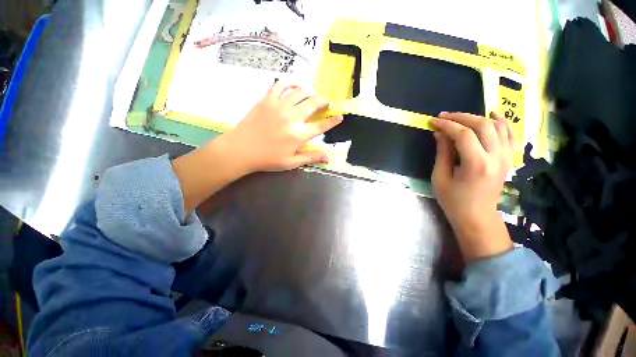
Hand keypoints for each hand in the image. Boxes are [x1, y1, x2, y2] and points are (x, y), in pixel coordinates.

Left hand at [215, 81, 342, 173]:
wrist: (241, 149)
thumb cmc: (267, 159)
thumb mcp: (291, 162)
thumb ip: (310, 157)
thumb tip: (328, 157)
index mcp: (299, 134)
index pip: (321, 126)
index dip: (332, 121)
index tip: (340, 116)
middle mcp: (292, 117)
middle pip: (313, 104)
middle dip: (323, 101)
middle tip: (326, 102)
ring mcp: (279, 106)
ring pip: (299, 92)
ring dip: (309, 91)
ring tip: (312, 94)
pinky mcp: (267, 100)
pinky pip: (280, 85)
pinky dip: (289, 83)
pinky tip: (293, 86)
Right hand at [431, 112, 513, 261]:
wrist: (477, 216)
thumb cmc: (453, 200)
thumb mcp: (440, 177)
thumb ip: (442, 153)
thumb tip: (439, 133)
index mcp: (476, 164)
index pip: (463, 135)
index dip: (446, 125)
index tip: (433, 121)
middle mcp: (496, 157)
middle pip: (482, 125)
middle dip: (461, 117)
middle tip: (444, 116)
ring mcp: (506, 157)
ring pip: (498, 126)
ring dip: (478, 117)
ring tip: (461, 116)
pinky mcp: (508, 159)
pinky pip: (510, 134)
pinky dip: (502, 122)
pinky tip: (493, 115)